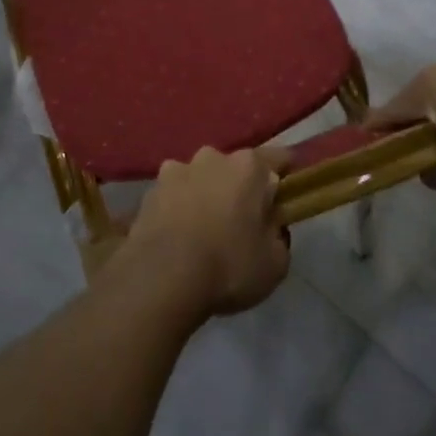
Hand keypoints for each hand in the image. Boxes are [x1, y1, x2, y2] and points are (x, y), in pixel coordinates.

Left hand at [113, 145, 292, 318]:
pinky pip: (173, 195)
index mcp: (248, 166)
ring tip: (204, 231)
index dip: (286, 176)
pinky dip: (178, 209)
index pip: (279, 158)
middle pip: (235, 167)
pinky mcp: (149, 191)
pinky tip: (178, 237)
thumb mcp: (275, 262)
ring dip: (206, 195)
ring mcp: (176, 169)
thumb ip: (278, 234)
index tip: (286, 197)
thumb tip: (270, 224)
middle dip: (240, 188)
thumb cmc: (229, 266)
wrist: (161, 278)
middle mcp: (212, 157)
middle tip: (242, 222)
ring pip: (201, 178)